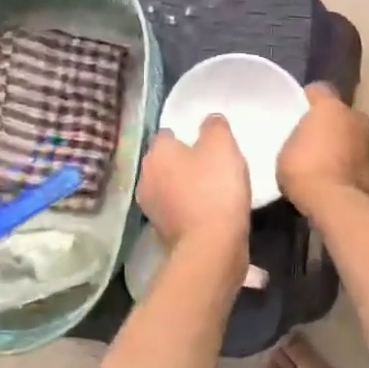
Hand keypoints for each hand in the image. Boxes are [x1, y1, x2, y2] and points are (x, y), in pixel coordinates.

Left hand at [137, 115, 251, 252]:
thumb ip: (215, 127)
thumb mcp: (222, 145)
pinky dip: (189, 209)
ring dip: (185, 187)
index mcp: (157, 152)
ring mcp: (151, 208)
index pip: (166, 134)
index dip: (186, 135)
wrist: (210, 247)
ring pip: (169, 187)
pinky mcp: (162, 232)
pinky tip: (210, 212)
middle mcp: (146, 177)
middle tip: (212, 165)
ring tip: (214, 190)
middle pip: (166, 162)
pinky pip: (177, 210)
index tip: (206, 142)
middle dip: (183, 162)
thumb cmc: (215, 188)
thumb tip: (210, 120)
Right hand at [278, 83, 368, 213]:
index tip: (298, 111)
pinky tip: (338, 180)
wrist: (338, 205)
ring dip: (344, 145)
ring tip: (327, 164)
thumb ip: (298, 136)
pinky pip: (360, 159)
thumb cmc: (305, 170)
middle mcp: (357, 117)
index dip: (308, 99)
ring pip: (354, 137)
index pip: (320, 90)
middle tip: (313, 141)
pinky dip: (352, 165)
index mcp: (331, 107)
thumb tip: (306, 138)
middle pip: (341, 114)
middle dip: (330, 123)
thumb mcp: (286, 149)